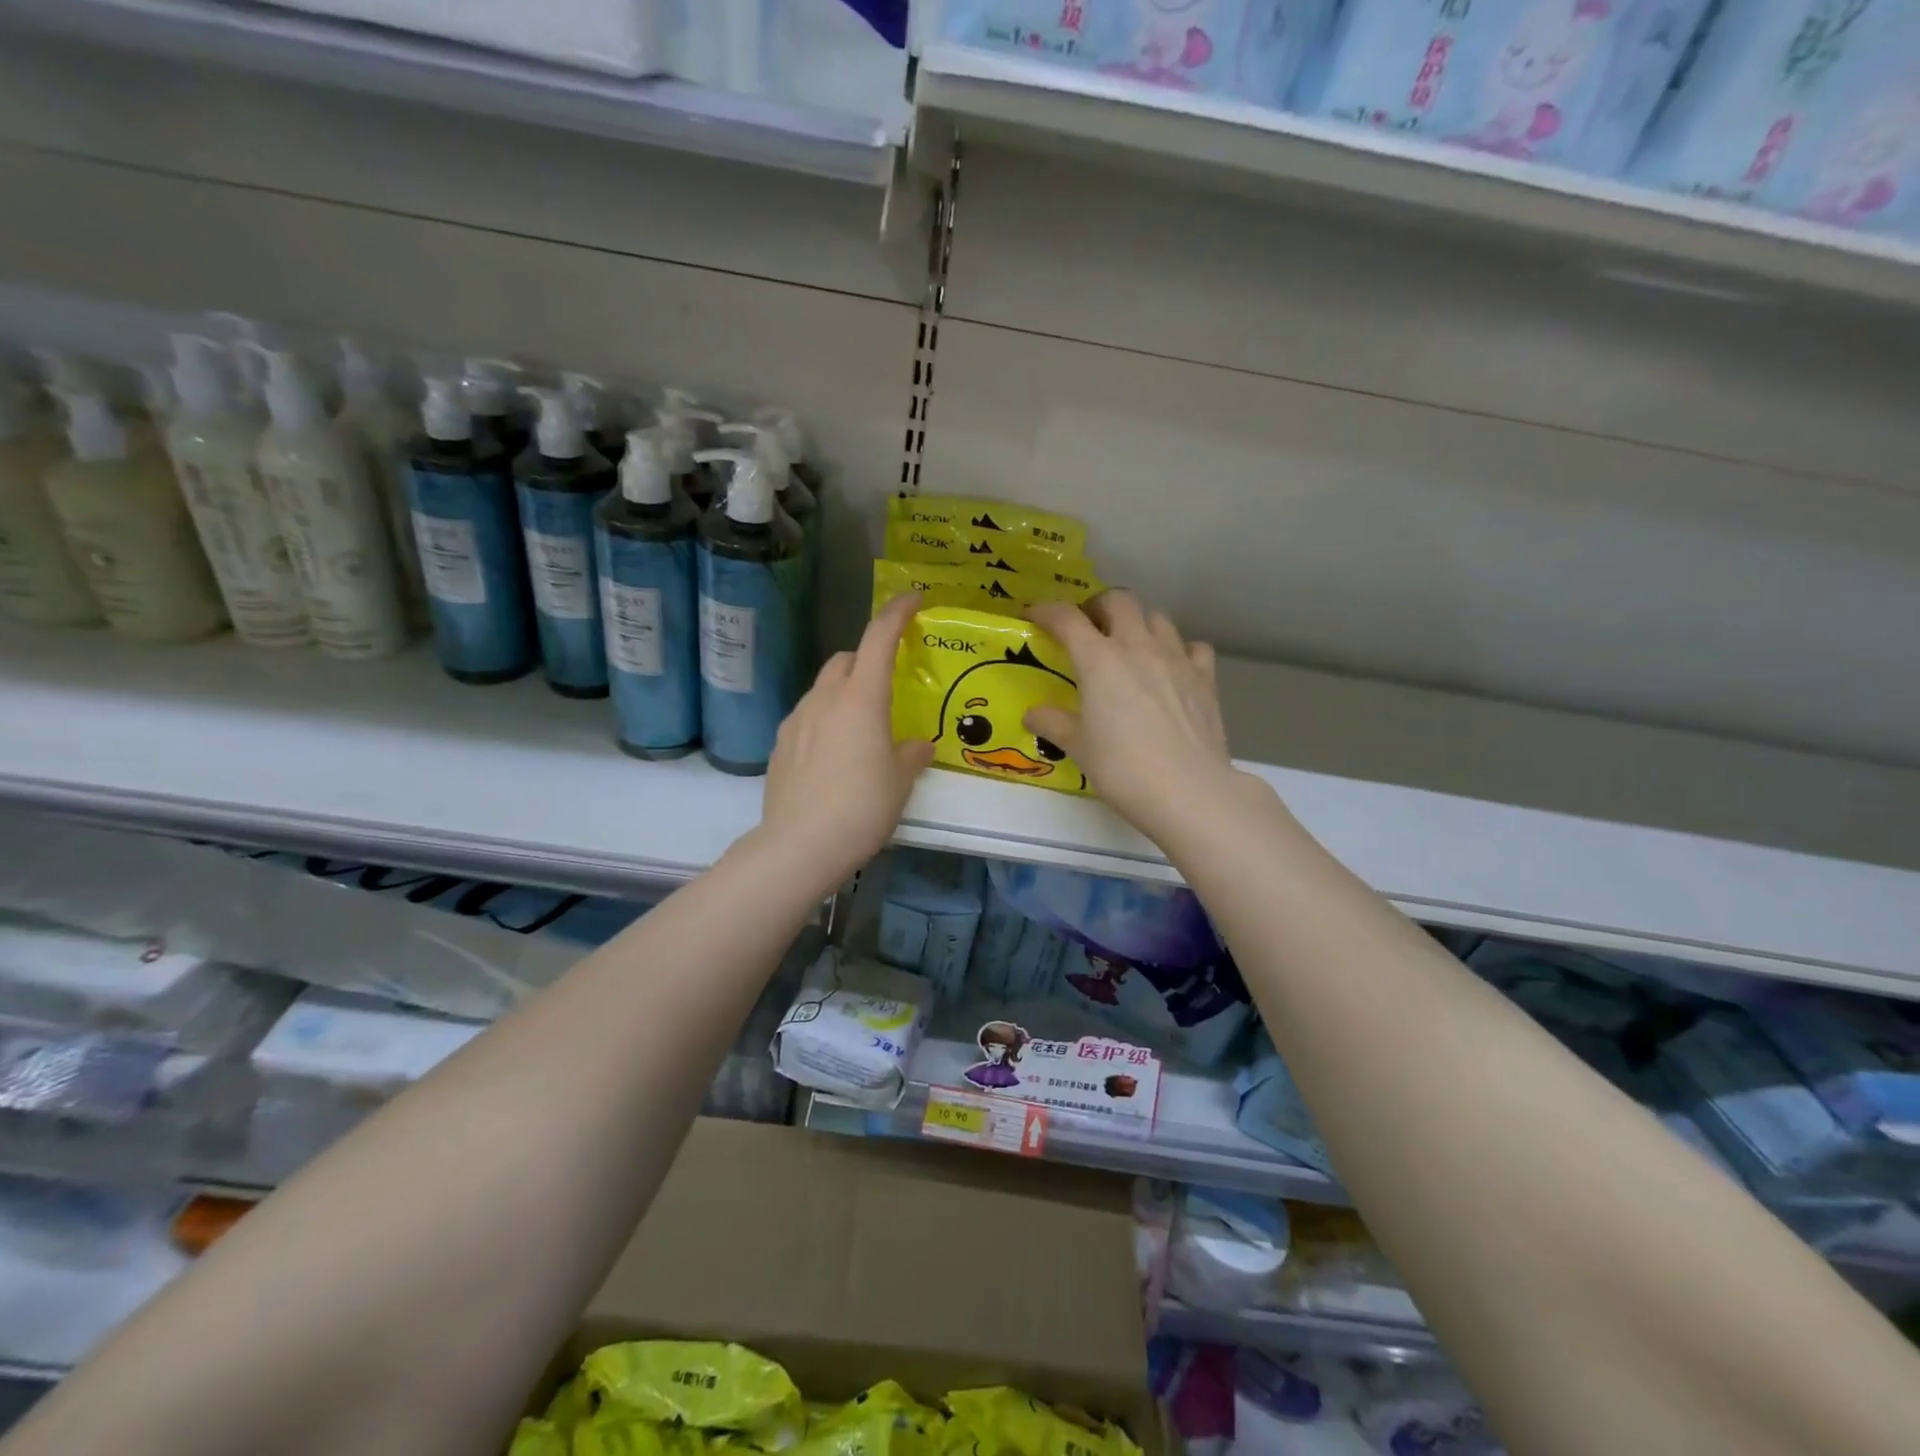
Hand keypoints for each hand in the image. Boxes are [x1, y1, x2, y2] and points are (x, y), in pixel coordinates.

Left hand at [758, 593, 934, 887]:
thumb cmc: (862, 808)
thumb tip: (917, 745)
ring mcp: (796, 720)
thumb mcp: (900, 782)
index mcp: (861, 699)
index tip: (913, 599)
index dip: (897, 613)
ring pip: (822, 688)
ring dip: (843, 692)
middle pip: (844, 659)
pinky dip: (823, 719)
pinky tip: (832, 754)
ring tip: (860, 727)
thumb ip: (912, 755)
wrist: (799, 846)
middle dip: (865, 659)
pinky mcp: (778, 745)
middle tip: (886, 685)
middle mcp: (824, 699)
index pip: (878, 639)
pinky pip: (806, 717)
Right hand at [1025, 592, 1241, 843]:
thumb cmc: (1123, 769)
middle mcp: (1138, 646)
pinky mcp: (1206, 678)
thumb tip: (1033, 714)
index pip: (1067, 618)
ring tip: (1129, 645)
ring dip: (1138, 622)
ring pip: (1158, 617)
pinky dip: (1179, 649)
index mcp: (1099, 659)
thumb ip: (1053, 724)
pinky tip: (1172, 668)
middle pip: (1119, 601)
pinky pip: (1193, 647)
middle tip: (1088, 627)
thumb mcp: (1078, 748)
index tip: (1034, 615)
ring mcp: (1177, 658)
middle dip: (1098, 606)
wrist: (1188, 791)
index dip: (1047, 611)